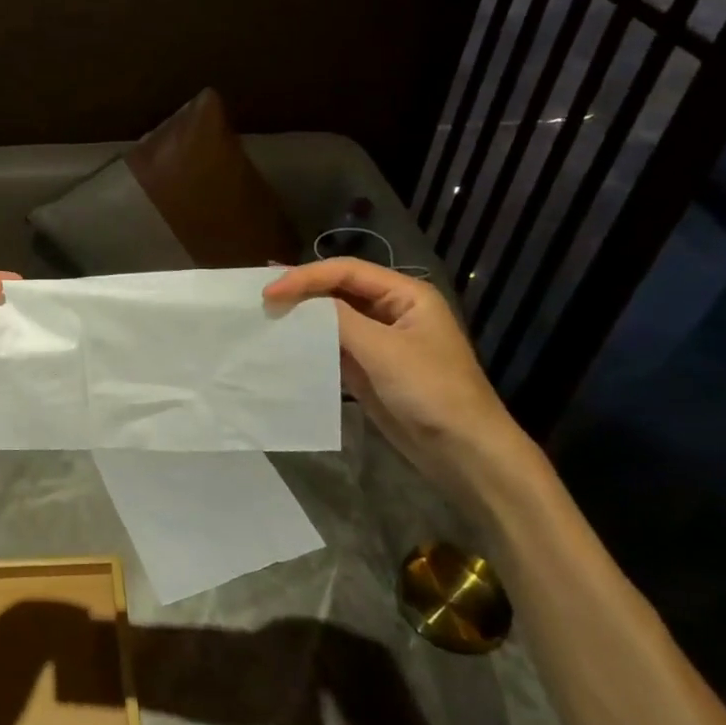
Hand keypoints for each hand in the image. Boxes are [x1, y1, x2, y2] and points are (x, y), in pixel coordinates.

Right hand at [263, 258, 541, 513]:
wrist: (463, 452)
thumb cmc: (432, 392)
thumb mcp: (384, 350)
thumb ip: (339, 319)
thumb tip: (299, 301)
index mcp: (406, 294)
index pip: (346, 271)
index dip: (305, 277)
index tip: (269, 292)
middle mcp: (392, 310)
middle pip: (339, 289)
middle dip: (302, 290)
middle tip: (262, 295)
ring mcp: (381, 340)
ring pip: (334, 316)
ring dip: (303, 315)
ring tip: (266, 312)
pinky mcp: (370, 367)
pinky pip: (335, 345)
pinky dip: (310, 341)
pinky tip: (286, 341)